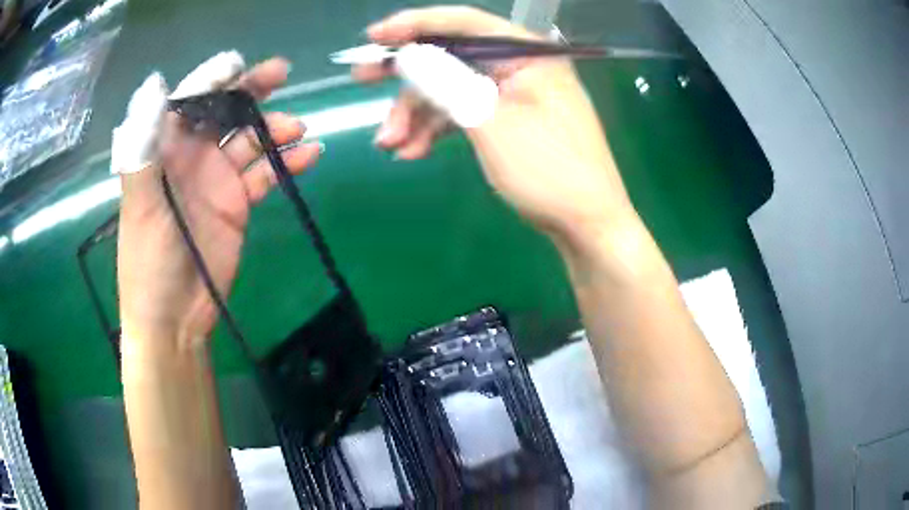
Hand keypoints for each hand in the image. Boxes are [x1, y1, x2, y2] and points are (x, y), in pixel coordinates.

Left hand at [116, 55, 321, 351]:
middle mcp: (191, 157)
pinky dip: (287, 163)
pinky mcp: (237, 204)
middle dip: (250, 90)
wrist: (173, 319)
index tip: (241, 67)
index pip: (188, 101)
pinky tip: (308, 155)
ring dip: (274, 129)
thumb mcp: (139, 206)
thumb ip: (144, 148)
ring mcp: (217, 179)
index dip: (212, 80)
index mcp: (164, 151)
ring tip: (297, 129)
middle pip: (223, 111)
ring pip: (250, 139)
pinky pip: (266, 174)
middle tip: (281, 74)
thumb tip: (154, 86)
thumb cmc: (147, 264)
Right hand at [356, 6, 635, 248]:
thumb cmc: (549, 172)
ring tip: (390, 144)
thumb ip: (445, 82)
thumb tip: (407, 55)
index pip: (464, 24)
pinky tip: (412, 151)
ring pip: (452, 88)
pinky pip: (464, 112)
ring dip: (417, 113)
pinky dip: (437, 128)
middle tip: (362, 79)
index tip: (374, 38)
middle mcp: (521, 66)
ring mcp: (514, 94)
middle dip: (407, 73)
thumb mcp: (490, 122)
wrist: (586, 226)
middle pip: (452, 55)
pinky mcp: (508, 120)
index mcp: (528, 54)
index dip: (415, 25)